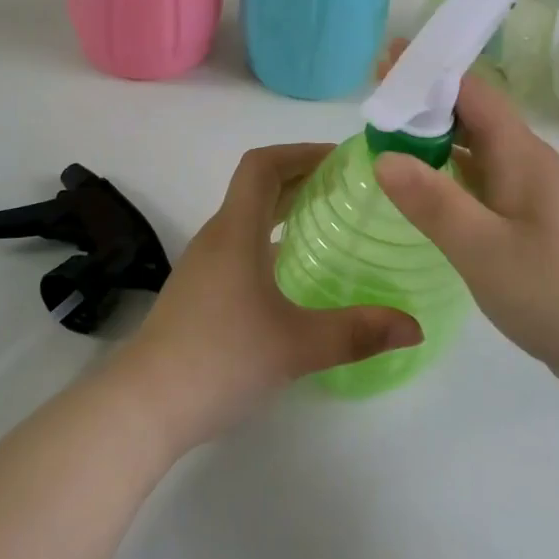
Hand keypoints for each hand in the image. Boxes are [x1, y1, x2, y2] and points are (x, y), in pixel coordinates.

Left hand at [116, 144, 422, 448]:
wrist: (143, 407)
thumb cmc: (219, 360)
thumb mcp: (297, 345)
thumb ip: (357, 332)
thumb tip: (415, 326)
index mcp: (236, 231)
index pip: (263, 165)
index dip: (301, 151)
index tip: (342, 160)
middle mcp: (217, 237)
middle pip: (257, 186)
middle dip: (302, 177)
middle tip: (350, 189)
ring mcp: (204, 265)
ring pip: (248, 217)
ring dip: (286, 208)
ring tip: (330, 222)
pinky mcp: (199, 291)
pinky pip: (240, 244)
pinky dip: (271, 238)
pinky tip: (296, 271)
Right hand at [372, 58, 558, 395]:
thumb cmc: (557, 294)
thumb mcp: (485, 251)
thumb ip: (433, 203)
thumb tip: (383, 155)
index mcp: (520, 154)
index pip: (471, 91)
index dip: (428, 72)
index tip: (384, 62)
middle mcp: (526, 162)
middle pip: (472, 113)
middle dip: (424, 100)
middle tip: (374, 96)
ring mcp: (529, 192)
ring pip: (475, 147)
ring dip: (434, 135)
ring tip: (387, 134)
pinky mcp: (527, 220)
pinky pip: (480, 179)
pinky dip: (447, 171)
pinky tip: (423, 186)